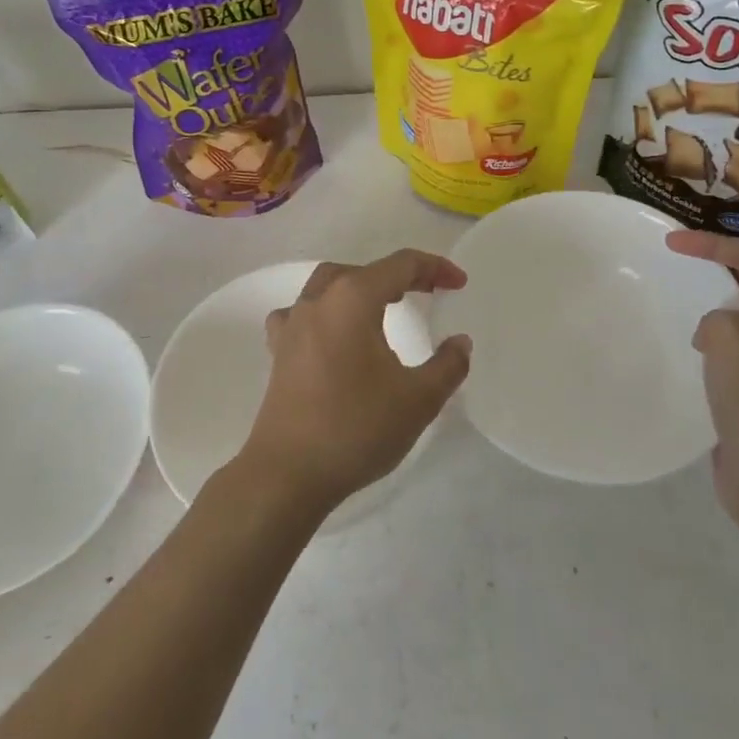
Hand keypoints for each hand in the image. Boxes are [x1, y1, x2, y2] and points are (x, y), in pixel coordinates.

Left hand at [236, 250, 471, 516]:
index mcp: (353, 298)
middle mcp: (319, 300)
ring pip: (329, 284)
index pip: (400, 265)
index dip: (435, 268)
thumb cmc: (356, 428)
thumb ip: (447, 365)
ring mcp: (293, 323)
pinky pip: (302, 313)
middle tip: (428, 292)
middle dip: (399, 276)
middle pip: (364, 270)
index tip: (460, 283)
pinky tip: (332, 333)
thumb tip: (460, 342)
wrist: (288, 472)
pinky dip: (325, 312)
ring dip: (360, 287)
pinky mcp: (279, 350)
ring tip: (383, 306)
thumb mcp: (418, 400)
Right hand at [667, 230, 738, 543]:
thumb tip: (714, 335)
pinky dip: (714, 343)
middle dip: (717, 270)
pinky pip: (737, 353)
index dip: (711, 244)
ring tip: (678, 303)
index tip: (668, 244)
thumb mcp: (733, 334)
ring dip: (714, 308)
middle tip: (675, 264)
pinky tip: (691, 352)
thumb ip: (717, 313)